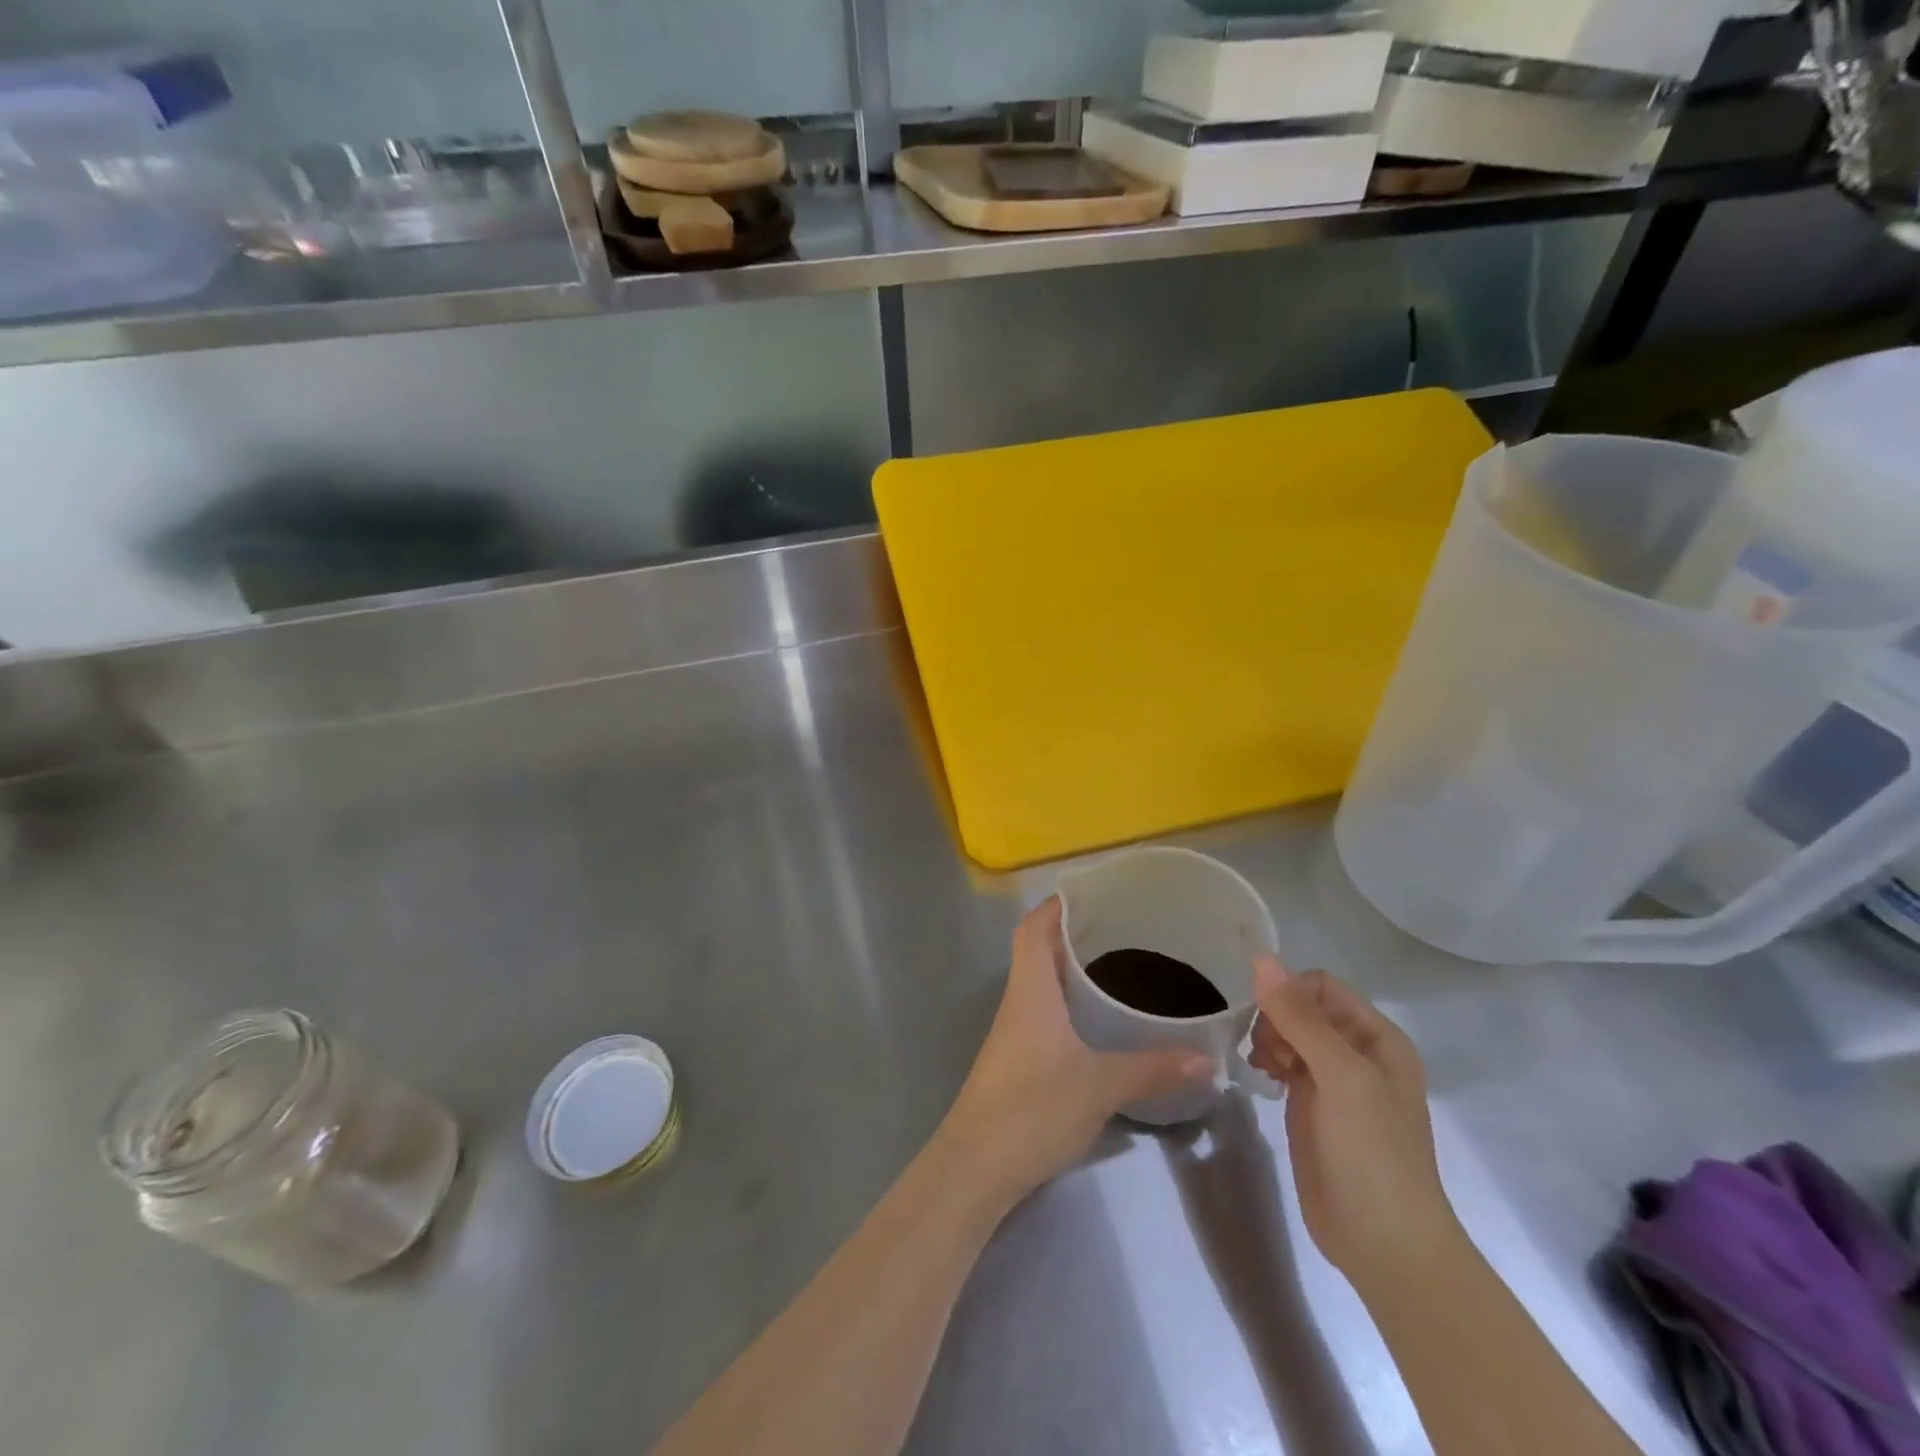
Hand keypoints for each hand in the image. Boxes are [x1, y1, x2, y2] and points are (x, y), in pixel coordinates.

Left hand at [943, 898, 1212, 1201]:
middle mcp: (1018, 1000)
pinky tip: (1100, 1022)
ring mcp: (1014, 1031)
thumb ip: (1153, 1067)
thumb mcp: (1101, 1084)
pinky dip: (1070, 1003)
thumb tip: (1208, 1057)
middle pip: (1038, 948)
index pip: (1034, 926)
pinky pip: (1045, 1012)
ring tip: (1120, 967)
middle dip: (1074, 933)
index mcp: (1030, 988)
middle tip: (1122, 929)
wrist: (977, 1166)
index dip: (1059, 904)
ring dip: (1072, 969)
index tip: (1096, 894)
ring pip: (1042, 982)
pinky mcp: (1018, 1060)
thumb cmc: (1033, 1108)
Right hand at [1248, 958, 1460, 1289]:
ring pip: (1288, 1032)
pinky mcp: (1311, 1105)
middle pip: (1302, 1006)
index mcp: (1377, 1038)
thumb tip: (1260, 958)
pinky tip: (1260, 1078)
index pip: (1322, 986)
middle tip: (1265, 1052)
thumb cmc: (1373, 1153)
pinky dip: (1266, 1061)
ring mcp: (1333, 1080)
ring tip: (1263, 1067)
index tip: (1268, 1023)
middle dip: (1276, 1018)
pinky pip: (1283, 1062)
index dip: (1290, 994)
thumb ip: (1300, 1018)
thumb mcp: (1341, 1077)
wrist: (1383, 1244)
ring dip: (1268, 1038)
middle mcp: (1357, 1052)